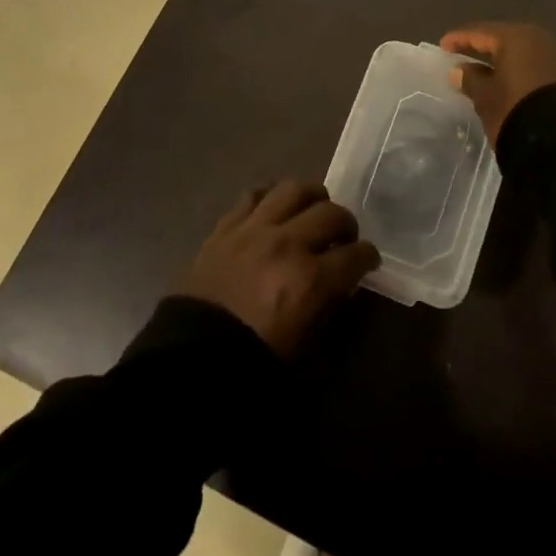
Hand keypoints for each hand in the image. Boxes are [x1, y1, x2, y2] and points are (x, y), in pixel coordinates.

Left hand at [178, 181, 379, 356]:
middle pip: (331, 214)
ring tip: (312, 211)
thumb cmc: (250, 365)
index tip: (368, 261)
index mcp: (310, 280)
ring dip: (311, 198)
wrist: (187, 364)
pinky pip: (253, 195)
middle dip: (346, 224)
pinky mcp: (225, 227)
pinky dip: (269, 198)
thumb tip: (339, 288)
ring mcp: (253, 230)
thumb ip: (327, 311)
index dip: (368, 257)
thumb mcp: (304, 351)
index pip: (356, 255)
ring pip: (293, 190)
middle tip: (344, 238)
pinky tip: (274, 209)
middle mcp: (286, 244)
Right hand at [440, 22, 555, 145]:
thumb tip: (459, 69)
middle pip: (503, 40)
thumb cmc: (515, 109)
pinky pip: (534, 66)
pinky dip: (518, 71)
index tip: (443, 46)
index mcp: (515, 37)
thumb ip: (471, 79)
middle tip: (463, 55)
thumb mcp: (486, 96)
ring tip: (484, 72)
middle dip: (483, 48)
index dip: (460, 39)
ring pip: (521, 54)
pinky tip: (508, 83)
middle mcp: (537, 39)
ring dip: (502, 61)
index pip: (480, 33)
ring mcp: (555, 56)